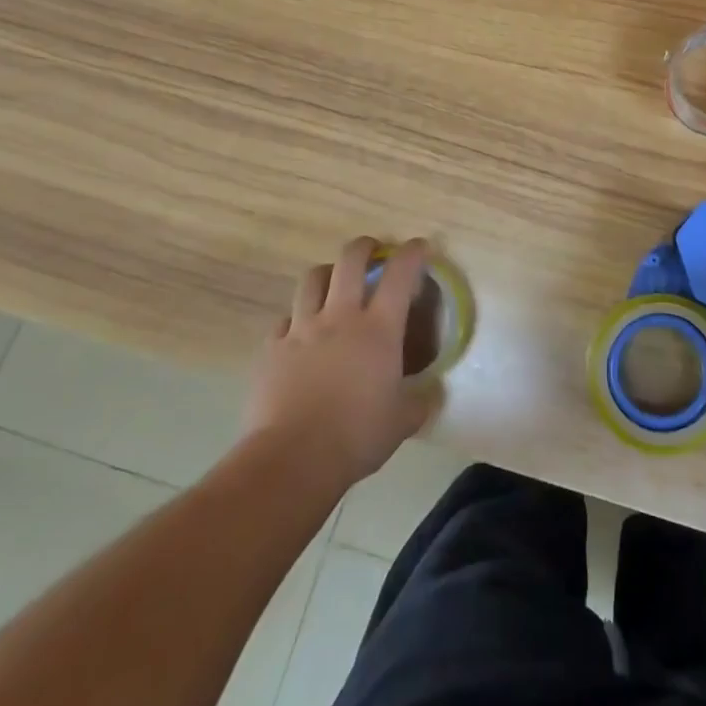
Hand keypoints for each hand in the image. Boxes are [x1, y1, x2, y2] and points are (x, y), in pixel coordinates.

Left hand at [242, 237, 441, 489]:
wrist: (292, 458)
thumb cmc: (356, 436)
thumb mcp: (403, 422)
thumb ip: (421, 402)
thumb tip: (433, 393)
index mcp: (378, 329)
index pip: (400, 274)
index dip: (413, 253)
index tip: (420, 246)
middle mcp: (340, 317)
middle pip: (350, 260)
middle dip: (364, 247)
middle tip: (372, 250)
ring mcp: (301, 329)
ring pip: (312, 279)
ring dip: (327, 273)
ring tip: (333, 281)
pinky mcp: (272, 348)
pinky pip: (284, 319)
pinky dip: (296, 318)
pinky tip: (300, 332)